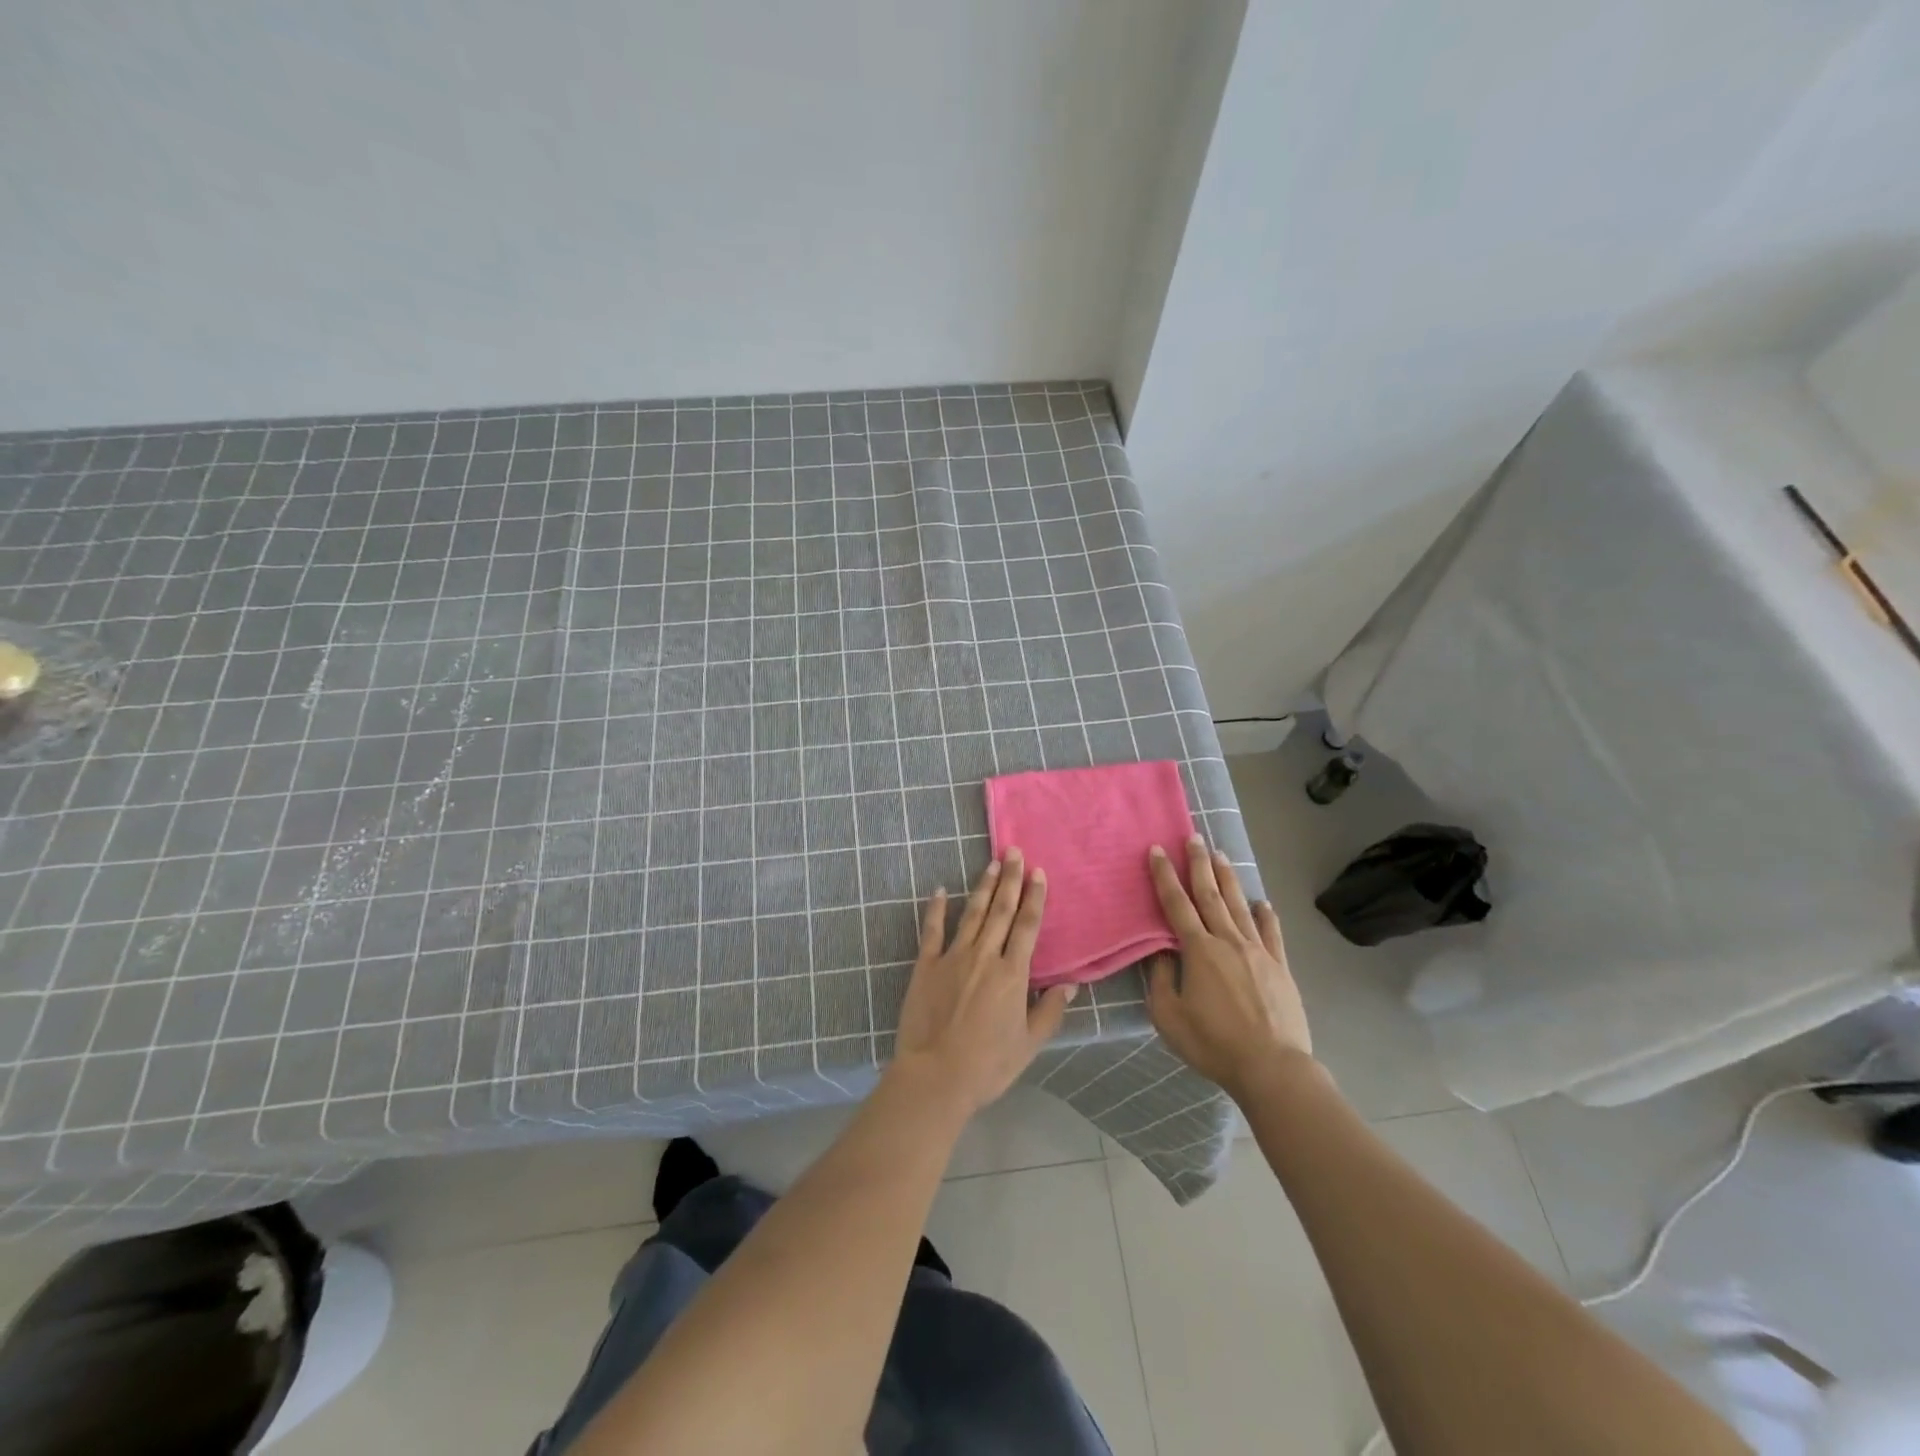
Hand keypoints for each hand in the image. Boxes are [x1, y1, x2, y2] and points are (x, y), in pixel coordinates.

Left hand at [891, 849, 1075, 1115]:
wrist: (935, 1077)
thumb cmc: (987, 1066)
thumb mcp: (1029, 1045)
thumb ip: (1049, 1012)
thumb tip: (1069, 985)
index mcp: (1012, 974)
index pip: (1027, 926)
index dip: (1034, 897)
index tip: (1038, 872)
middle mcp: (984, 956)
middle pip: (1001, 910)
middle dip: (1010, 879)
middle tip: (1015, 852)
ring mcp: (952, 958)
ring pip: (972, 914)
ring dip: (983, 887)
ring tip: (991, 863)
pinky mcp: (925, 966)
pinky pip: (932, 931)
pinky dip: (937, 908)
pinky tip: (941, 890)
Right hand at [1146, 835, 1313, 1099]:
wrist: (1272, 1068)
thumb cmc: (1213, 1044)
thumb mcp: (1169, 1017)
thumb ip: (1161, 979)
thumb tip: (1162, 952)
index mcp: (1198, 950)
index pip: (1176, 904)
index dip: (1165, 876)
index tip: (1158, 850)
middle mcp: (1228, 941)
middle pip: (1210, 895)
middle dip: (1199, 864)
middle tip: (1194, 837)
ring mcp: (1258, 952)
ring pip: (1239, 906)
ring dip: (1228, 879)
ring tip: (1221, 855)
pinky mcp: (1280, 968)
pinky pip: (1272, 933)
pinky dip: (1266, 915)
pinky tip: (1262, 903)